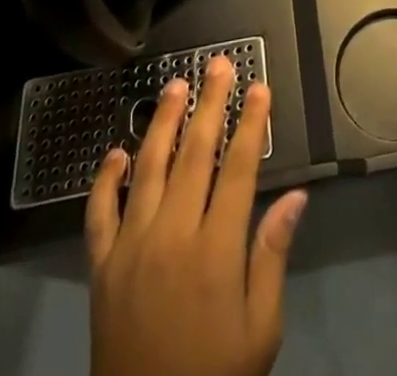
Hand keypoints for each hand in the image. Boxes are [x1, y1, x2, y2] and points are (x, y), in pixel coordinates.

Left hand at [86, 55, 307, 375]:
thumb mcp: (260, 330)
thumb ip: (272, 257)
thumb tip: (296, 197)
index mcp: (216, 250)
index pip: (238, 168)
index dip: (249, 123)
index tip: (258, 87)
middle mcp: (172, 236)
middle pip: (194, 154)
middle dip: (209, 104)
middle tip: (218, 65)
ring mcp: (131, 248)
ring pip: (148, 168)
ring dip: (162, 122)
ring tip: (175, 86)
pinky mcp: (101, 268)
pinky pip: (100, 213)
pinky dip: (106, 179)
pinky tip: (117, 152)